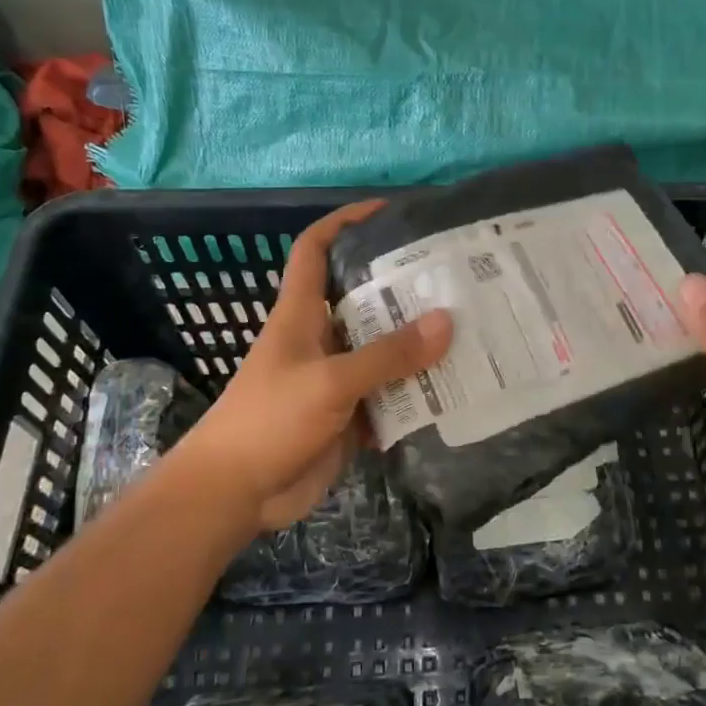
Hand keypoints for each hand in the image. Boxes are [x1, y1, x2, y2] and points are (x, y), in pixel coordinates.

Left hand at [183, 201, 452, 531]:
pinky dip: (416, 396)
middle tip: (457, 282)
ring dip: (418, 348)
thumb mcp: (329, 381)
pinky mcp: (348, 418)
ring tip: (470, 333)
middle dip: (405, 290)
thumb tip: (446, 321)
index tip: (387, 211)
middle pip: (364, 302)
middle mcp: (320, 340)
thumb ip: (387, 355)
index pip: (315, 251)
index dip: (344, 223)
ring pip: (382, 353)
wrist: (235, 494)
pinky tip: (454, 392)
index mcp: (301, 315)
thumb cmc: (269, 421)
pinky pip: (389, 398)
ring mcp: (335, 381)